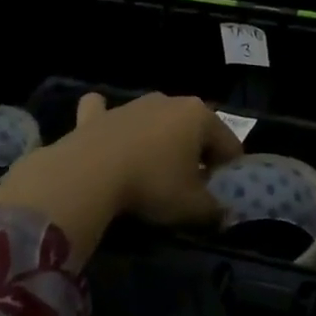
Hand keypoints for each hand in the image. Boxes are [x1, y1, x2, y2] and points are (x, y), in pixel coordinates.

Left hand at [0, 92, 239, 255]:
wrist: (86, 175)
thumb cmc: (151, 184)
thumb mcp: (191, 206)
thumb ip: (214, 210)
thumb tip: (224, 214)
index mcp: (200, 116)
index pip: (229, 144)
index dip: (227, 171)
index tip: (216, 194)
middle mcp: (170, 101)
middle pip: (193, 129)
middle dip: (194, 153)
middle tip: (185, 186)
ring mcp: (132, 105)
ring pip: (154, 120)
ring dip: (157, 140)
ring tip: (149, 172)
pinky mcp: (98, 116)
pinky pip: (105, 111)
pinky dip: (106, 119)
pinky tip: (104, 131)